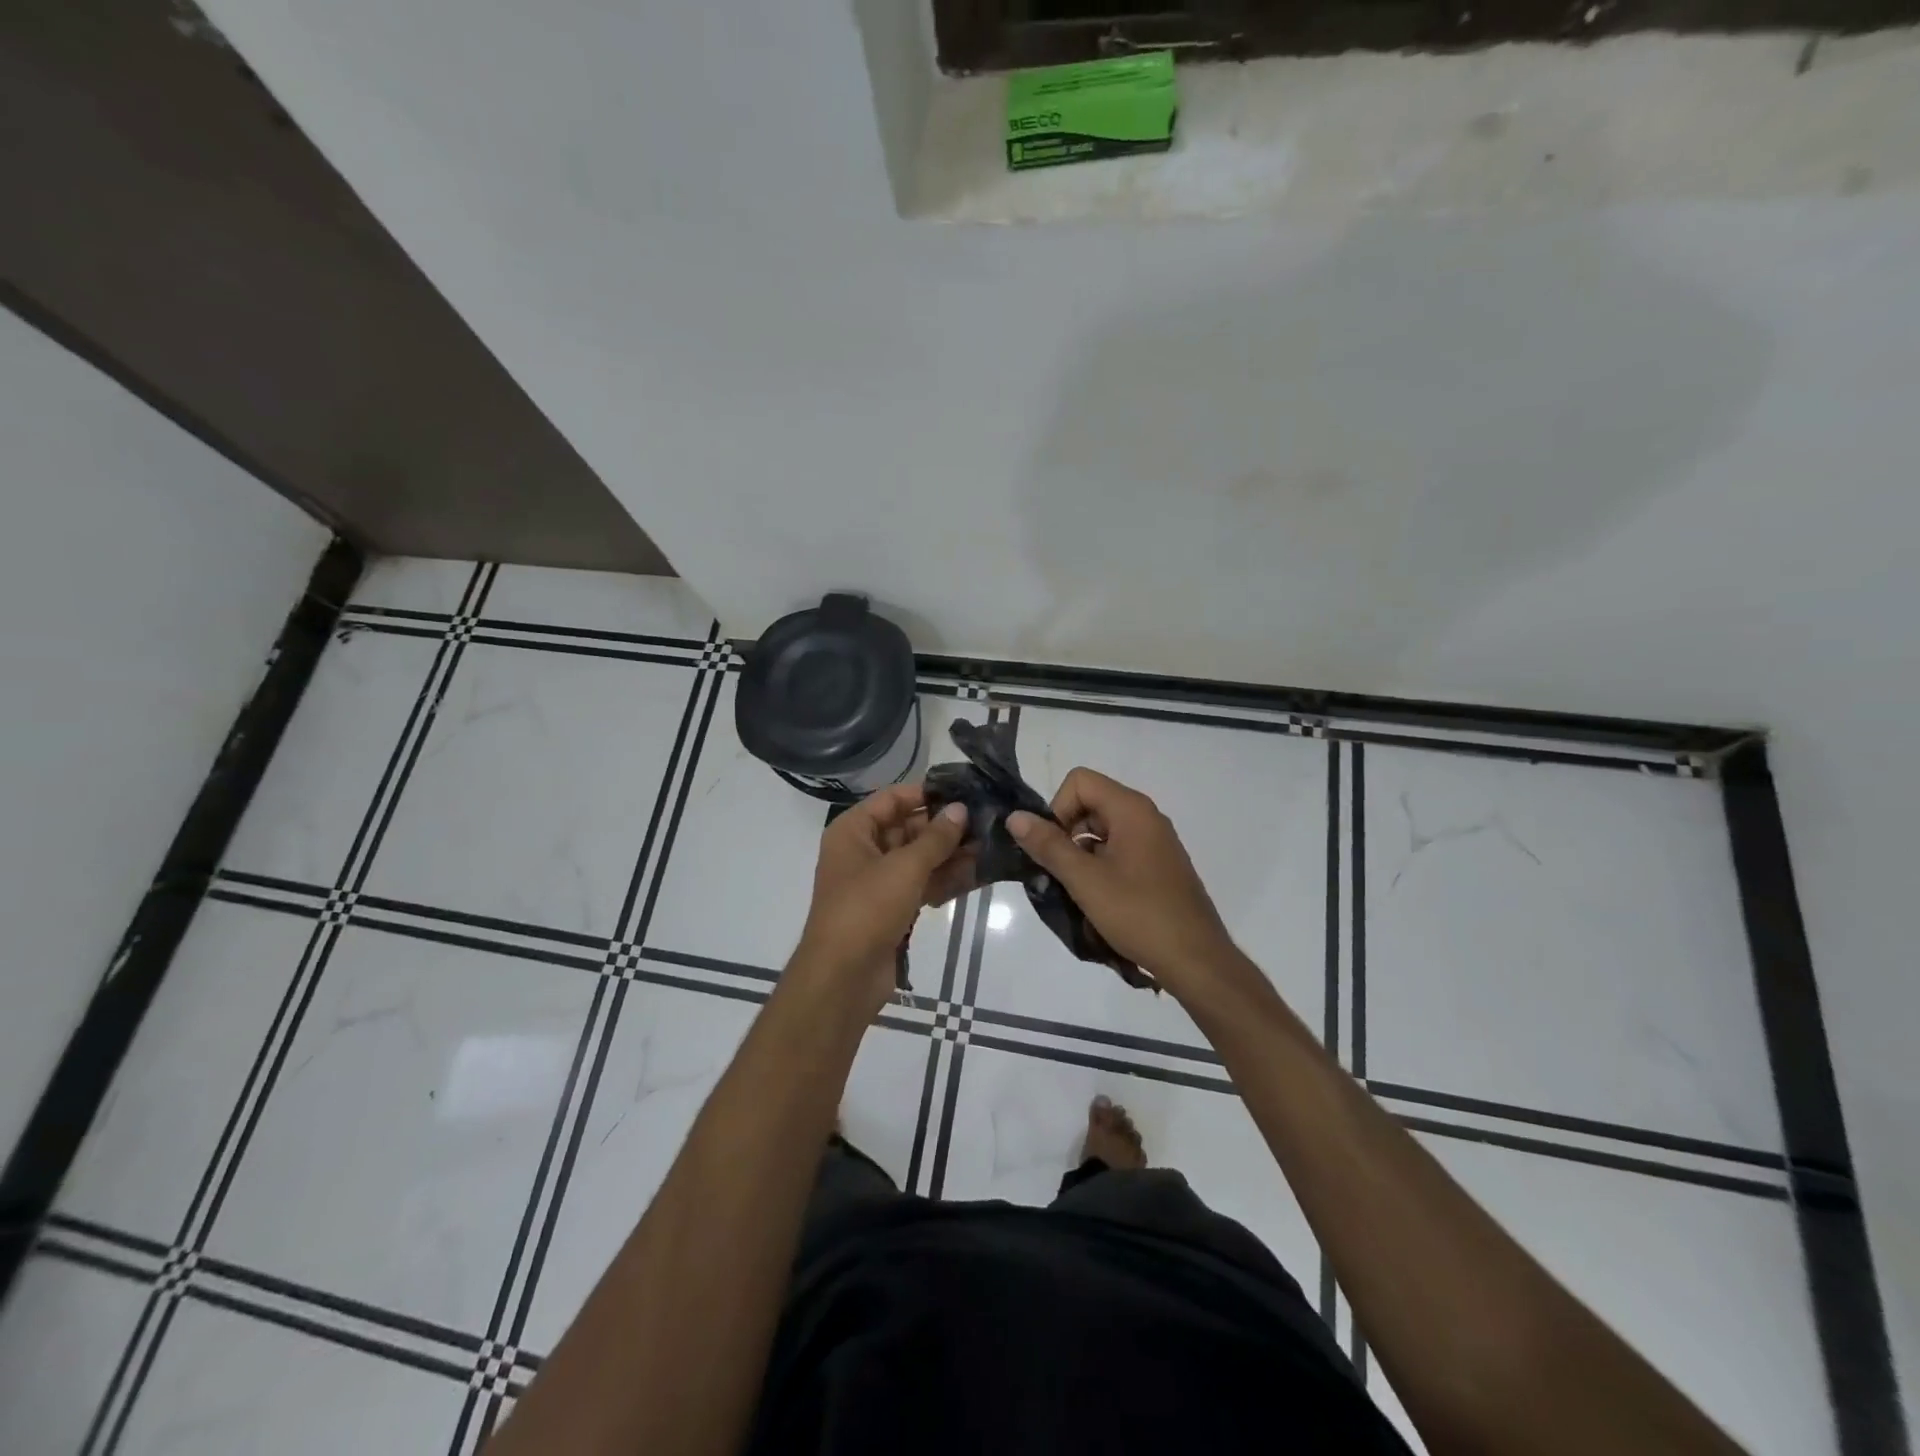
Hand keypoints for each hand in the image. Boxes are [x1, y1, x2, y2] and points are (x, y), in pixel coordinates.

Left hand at [793, 785, 970, 1014]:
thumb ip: (936, 837)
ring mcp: (877, 882)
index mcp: (853, 831)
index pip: (892, 799)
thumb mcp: (904, 867)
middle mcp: (863, 851)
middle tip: (987, 822)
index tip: (965, 793)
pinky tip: (978, 875)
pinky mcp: (891, 909)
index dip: (926, 794)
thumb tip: (961, 810)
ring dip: (951, 855)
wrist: (843, 977)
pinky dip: (945, 880)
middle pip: (908, 828)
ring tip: (991, 847)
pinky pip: (921, 885)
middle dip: (945, 828)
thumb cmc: (866, 909)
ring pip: (919, 859)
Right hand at [1007, 769, 1239, 997]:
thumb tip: (1015, 816)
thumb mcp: (1085, 880)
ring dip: (1081, 855)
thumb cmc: (1139, 914)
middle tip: (1059, 873)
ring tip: (1076, 891)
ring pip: (1102, 831)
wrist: (1196, 960)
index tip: (1054, 848)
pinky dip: (1100, 867)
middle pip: (1090, 803)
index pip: (1080, 781)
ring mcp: (1155, 842)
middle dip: (1066, 833)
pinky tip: (1097, 901)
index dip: (1058, 809)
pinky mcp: (1158, 866)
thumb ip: (1048, 845)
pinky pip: (1118, 851)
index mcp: (1132, 809)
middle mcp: (1146, 817)